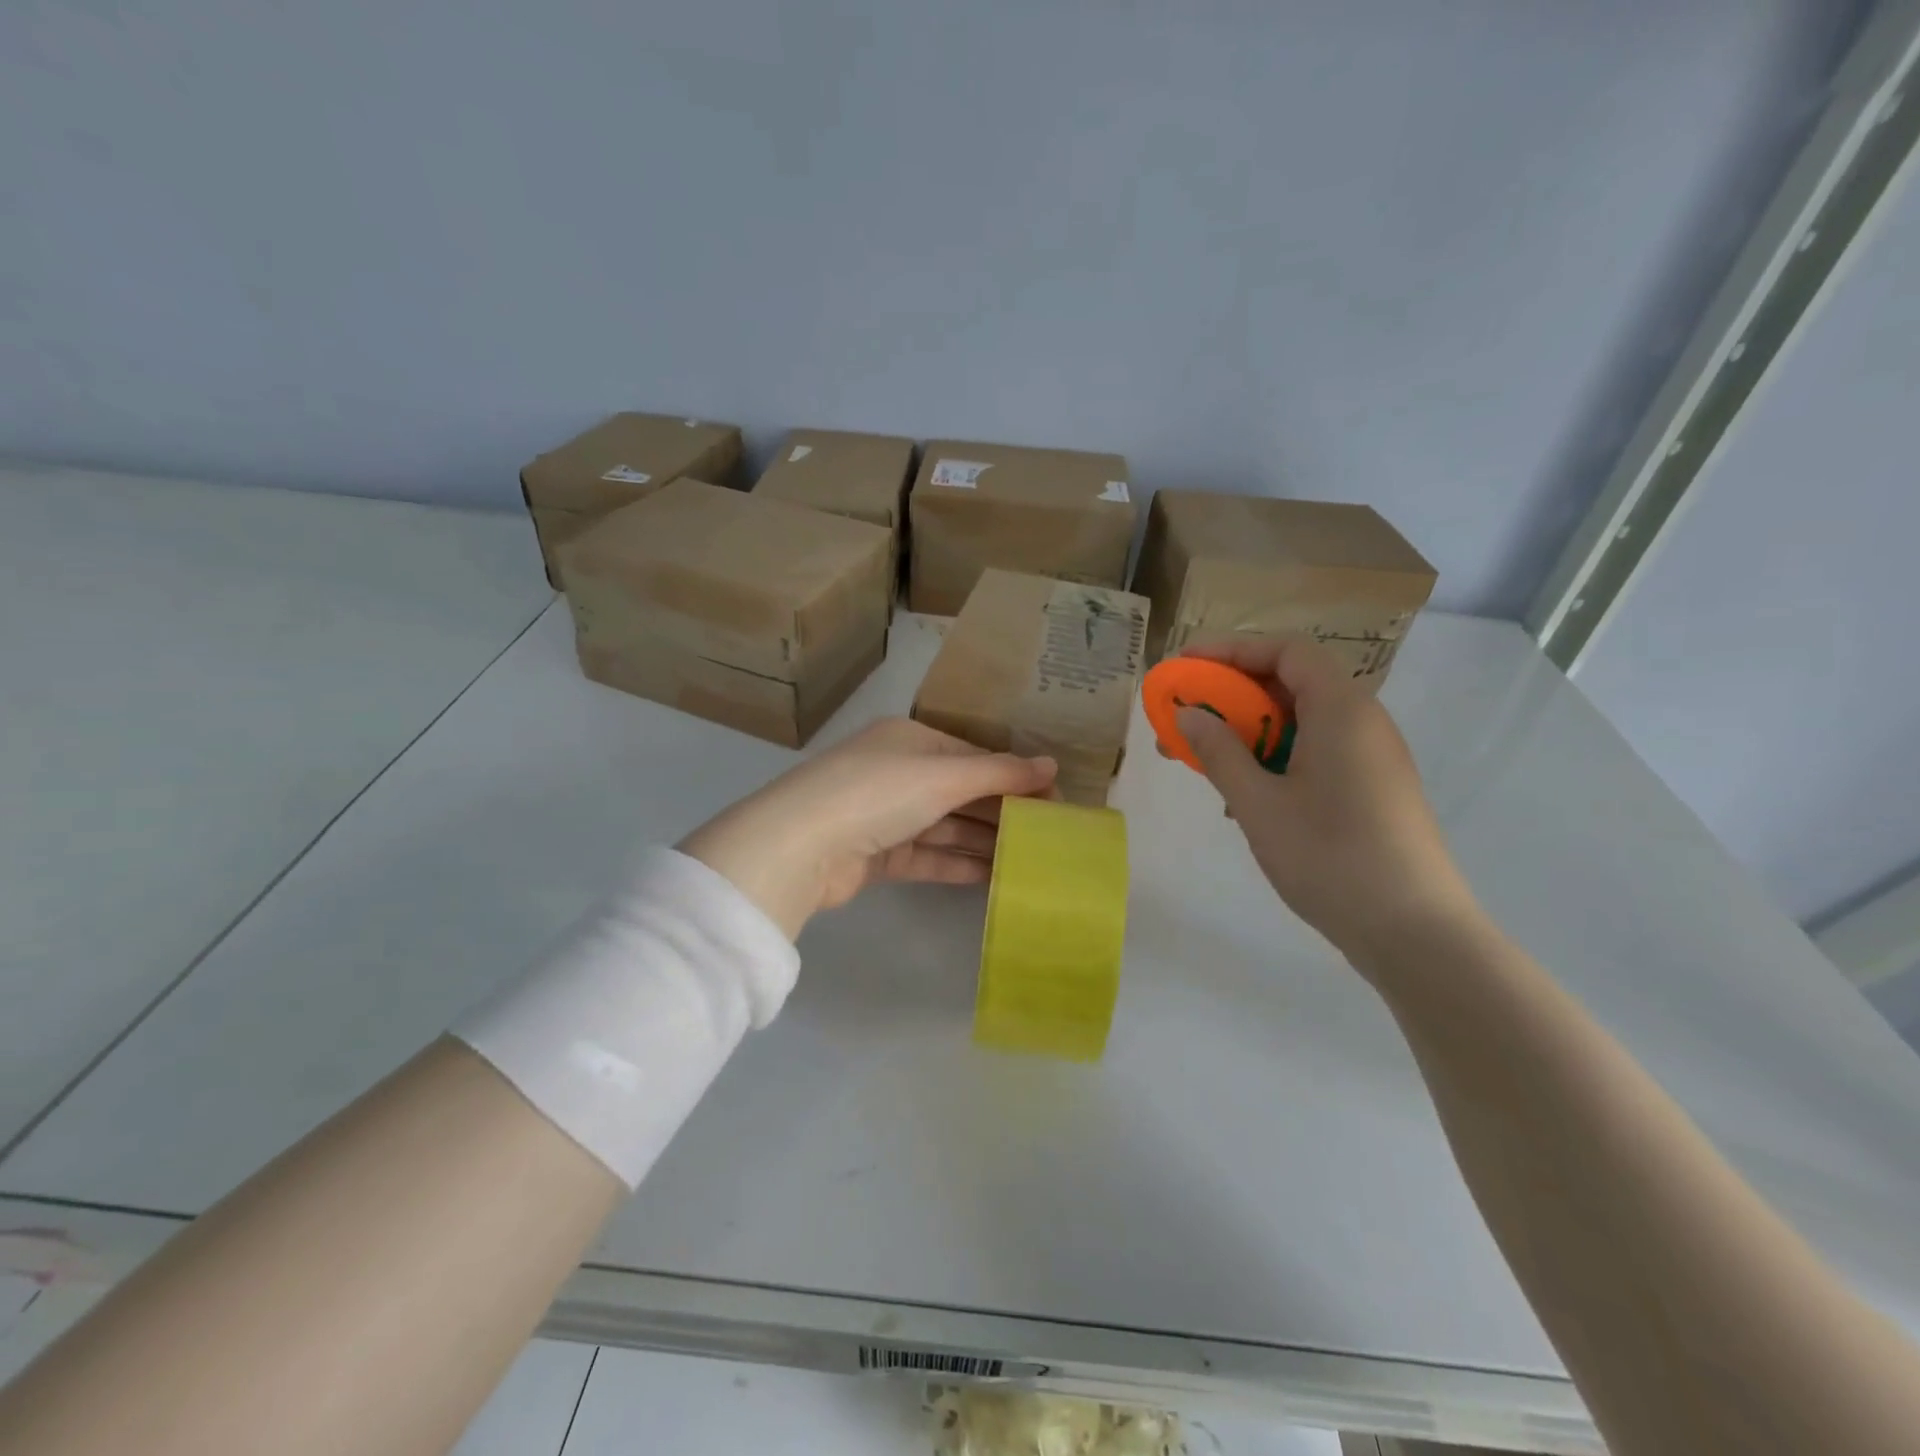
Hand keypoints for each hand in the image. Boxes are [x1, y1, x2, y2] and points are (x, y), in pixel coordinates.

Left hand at [677, 718, 1057, 939]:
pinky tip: (992, 877)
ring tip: (1029, 860)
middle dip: (1001, 812)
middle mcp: (896, 772)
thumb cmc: (878, 792)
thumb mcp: (944, 775)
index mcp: (910, 740)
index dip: (1014, 776)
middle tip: (1047, 836)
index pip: (972, 756)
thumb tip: (1052, 764)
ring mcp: (884, 815)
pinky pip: (926, 856)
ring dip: (982, 841)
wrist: (800, 846)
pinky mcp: (875, 855)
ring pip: (945, 827)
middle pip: (960, 792)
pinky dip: (956, 864)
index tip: (1053, 801)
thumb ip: (1000, 772)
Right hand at [1174, 635, 1479, 965]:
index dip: (1231, 650)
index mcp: (1341, 710)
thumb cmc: (1330, 857)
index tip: (1185, 667)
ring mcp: (1371, 756)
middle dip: (1231, 695)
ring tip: (1205, 761)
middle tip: (1184, 717)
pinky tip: (1247, 798)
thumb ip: (1219, 752)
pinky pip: (1315, 752)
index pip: (1286, 650)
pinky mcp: (1372, 788)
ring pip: (1300, 722)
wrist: (1414, 932)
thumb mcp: (1259, 803)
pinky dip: (1274, 758)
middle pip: (1291, 683)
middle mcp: (1362, 721)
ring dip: (1248, 731)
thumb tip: (1187, 714)